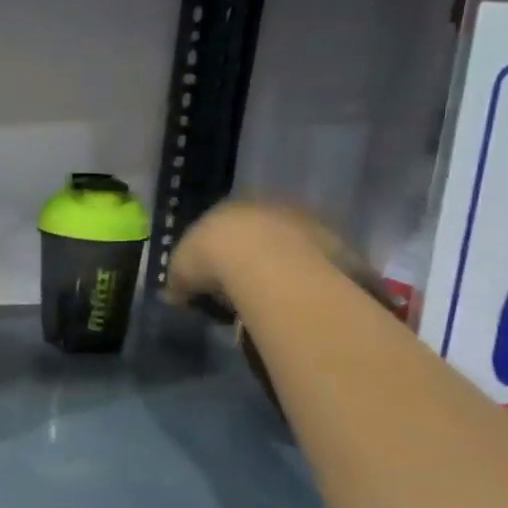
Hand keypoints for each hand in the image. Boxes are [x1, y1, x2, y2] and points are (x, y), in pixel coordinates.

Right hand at [163, 201, 346, 309]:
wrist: (267, 261)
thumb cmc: (213, 258)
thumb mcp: (180, 273)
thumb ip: (177, 283)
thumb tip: (175, 295)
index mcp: (226, 207)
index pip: (217, 229)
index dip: (212, 256)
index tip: (209, 282)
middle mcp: (266, 206)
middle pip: (255, 234)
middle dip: (248, 259)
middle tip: (239, 292)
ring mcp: (303, 221)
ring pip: (287, 247)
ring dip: (279, 268)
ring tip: (269, 300)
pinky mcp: (332, 242)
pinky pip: (315, 266)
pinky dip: (305, 280)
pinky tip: (295, 301)